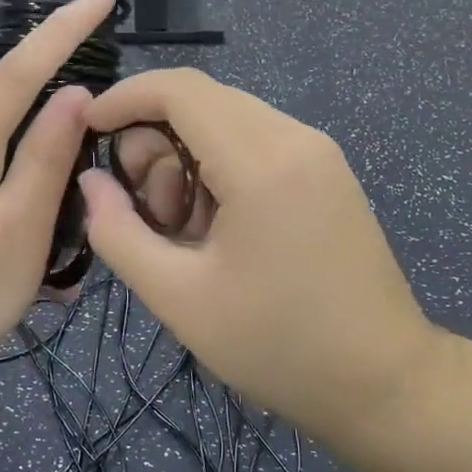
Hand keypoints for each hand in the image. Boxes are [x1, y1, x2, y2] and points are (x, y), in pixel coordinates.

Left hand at [0, 0, 114, 399]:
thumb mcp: (16, 233)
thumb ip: (46, 161)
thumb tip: (75, 94)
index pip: (23, 69)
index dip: (66, 27)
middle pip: (8, 94)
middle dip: (54, 61)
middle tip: (105, 51)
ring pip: (3, 137)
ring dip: (44, 127)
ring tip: (86, 132)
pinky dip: (27, 177)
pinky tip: (49, 216)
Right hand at [79, 69, 440, 442]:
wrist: (383, 381)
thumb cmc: (277, 346)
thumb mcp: (179, 297)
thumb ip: (118, 232)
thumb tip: (92, 181)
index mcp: (261, 162)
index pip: (179, 89)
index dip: (124, 98)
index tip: (89, 131)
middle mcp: (296, 138)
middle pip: (203, 101)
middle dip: (155, 143)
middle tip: (147, 214)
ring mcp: (320, 152)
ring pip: (229, 122)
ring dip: (188, 160)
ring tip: (186, 233)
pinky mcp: (329, 172)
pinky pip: (258, 144)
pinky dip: (222, 169)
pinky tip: (220, 228)